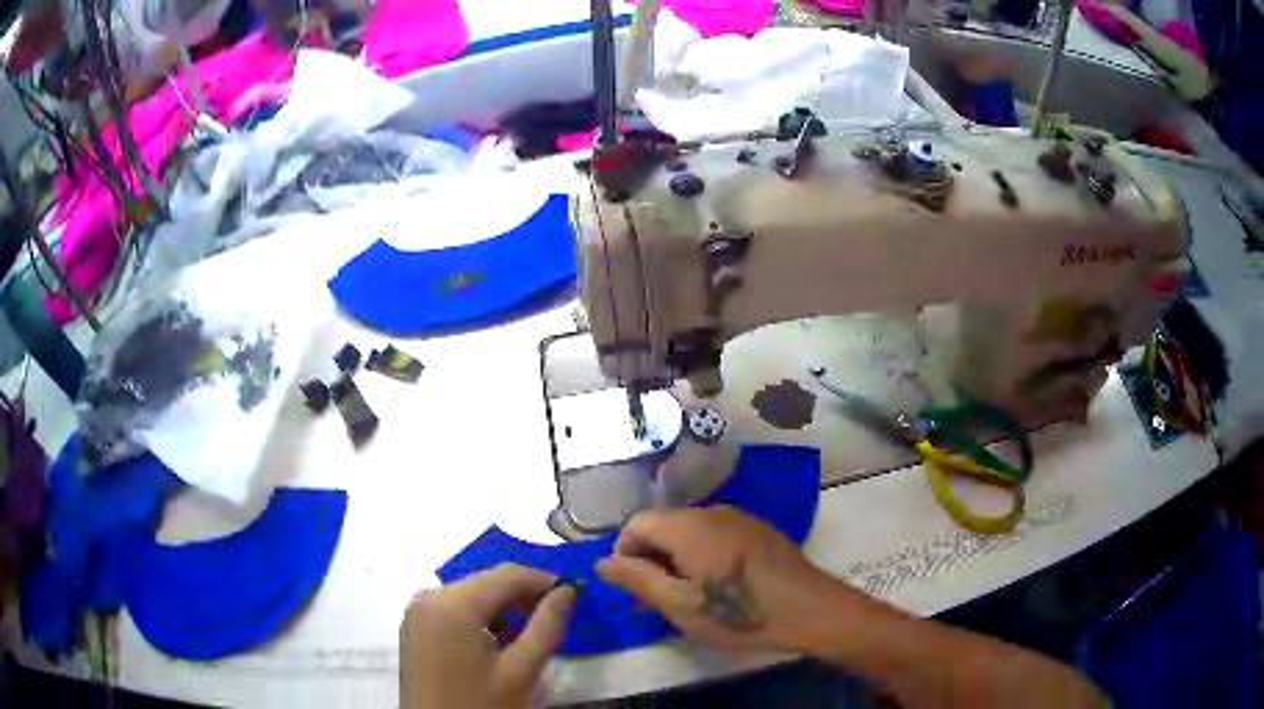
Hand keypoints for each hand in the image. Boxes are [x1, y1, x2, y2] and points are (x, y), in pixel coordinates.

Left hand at [400, 564, 576, 708]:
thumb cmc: (480, 705)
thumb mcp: (520, 671)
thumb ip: (547, 626)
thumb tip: (568, 591)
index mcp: (452, 603)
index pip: (506, 574)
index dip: (543, 581)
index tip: (573, 596)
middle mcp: (428, 596)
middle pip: (486, 582)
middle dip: (523, 597)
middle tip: (555, 620)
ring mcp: (417, 611)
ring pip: (471, 595)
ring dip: (503, 609)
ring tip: (529, 637)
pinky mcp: (415, 626)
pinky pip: (454, 608)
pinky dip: (480, 619)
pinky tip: (498, 644)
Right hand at [597, 505, 846, 654]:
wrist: (810, 609)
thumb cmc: (740, 612)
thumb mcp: (681, 606)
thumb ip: (638, 580)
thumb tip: (602, 561)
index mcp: (689, 526)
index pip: (637, 524)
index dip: (624, 554)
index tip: (632, 589)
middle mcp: (712, 512)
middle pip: (664, 526)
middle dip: (650, 561)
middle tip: (654, 602)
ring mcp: (740, 519)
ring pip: (690, 533)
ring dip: (676, 562)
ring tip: (684, 599)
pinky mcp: (758, 531)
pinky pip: (715, 537)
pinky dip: (702, 558)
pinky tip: (716, 588)